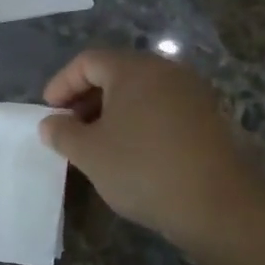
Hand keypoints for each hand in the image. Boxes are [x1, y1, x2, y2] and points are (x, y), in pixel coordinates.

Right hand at [39, 49, 264, 244]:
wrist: (216, 203)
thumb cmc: (142, 169)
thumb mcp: (89, 153)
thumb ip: (62, 133)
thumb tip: (51, 123)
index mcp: (135, 70)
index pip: (88, 61)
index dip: (62, 83)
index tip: (49, 112)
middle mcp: (167, 71)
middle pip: (117, 72)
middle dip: (86, 98)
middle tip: (69, 128)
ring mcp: (192, 93)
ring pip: (141, 92)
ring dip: (112, 112)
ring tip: (97, 143)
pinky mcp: (208, 118)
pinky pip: (162, 109)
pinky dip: (139, 122)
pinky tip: (131, 152)